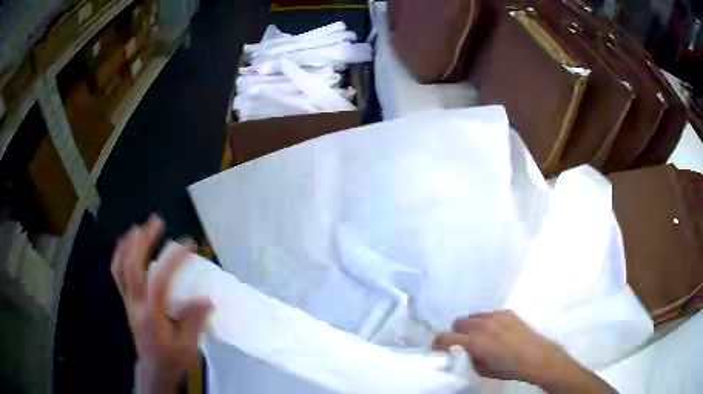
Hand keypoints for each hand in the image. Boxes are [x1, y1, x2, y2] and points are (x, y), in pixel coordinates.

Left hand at [111, 215, 211, 393]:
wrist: (154, 369)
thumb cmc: (172, 359)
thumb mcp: (187, 347)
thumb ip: (193, 322)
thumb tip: (206, 299)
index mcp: (152, 315)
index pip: (159, 281)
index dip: (172, 260)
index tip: (188, 244)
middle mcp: (136, 304)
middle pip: (133, 266)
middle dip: (143, 241)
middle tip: (156, 222)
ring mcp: (128, 301)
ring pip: (121, 267)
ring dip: (128, 245)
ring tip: (138, 227)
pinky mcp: (126, 301)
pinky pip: (117, 274)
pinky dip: (120, 256)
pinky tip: (126, 245)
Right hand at [433, 310, 615, 392]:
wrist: (536, 356)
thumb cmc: (508, 368)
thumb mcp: (481, 370)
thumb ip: (467, 358)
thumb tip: (460, 352)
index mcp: (474, 342)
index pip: (445, 337)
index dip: (438, 343)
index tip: (438, 349)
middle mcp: (482, 325)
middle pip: (458, 322)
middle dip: (456, 333)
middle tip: (463, 343)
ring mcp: (495, 316)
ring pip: (473, 316)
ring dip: (471, 326)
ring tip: (480, 336)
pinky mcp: (506, 312)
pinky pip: (488, 313)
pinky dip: (485, 321)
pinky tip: (495, 331)